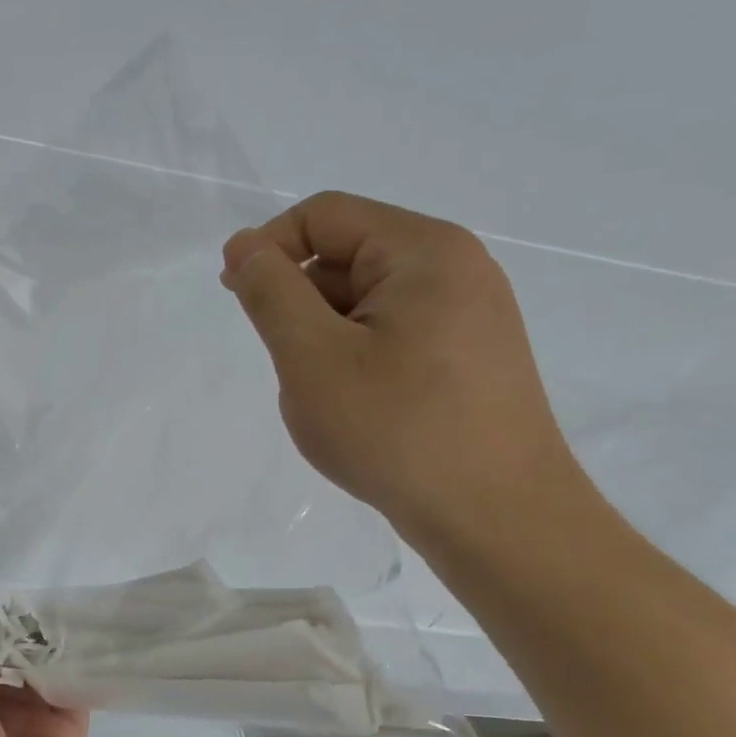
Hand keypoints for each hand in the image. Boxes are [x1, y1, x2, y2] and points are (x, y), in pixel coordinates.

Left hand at [0, 603, 88, 736]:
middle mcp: (0, 707)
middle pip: (14, 657)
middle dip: (22, 629)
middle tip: (38, 585)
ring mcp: (37, 718)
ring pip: (47, 669)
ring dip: (52, 642)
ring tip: (64, 599)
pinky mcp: (70, 729)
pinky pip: (78, 689)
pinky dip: (81, 664)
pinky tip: (87, 631)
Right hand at [221, 190, 583, 548]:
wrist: (499, 520)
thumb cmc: (397, 430)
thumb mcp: (312, 356)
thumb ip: (270, 291)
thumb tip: (243, 244)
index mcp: (423, 251)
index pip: (323, 216)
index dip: (268, 247)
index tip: (236, 298)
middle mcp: (455, 268)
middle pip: (345, 254)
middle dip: (300, 301)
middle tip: (291, 365)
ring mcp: (468, 313)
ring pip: (363, 300)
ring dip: (324, 335)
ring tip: (328, 395)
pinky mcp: (468, 354)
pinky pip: (390, 331)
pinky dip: (355, 356)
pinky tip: (357, 406)